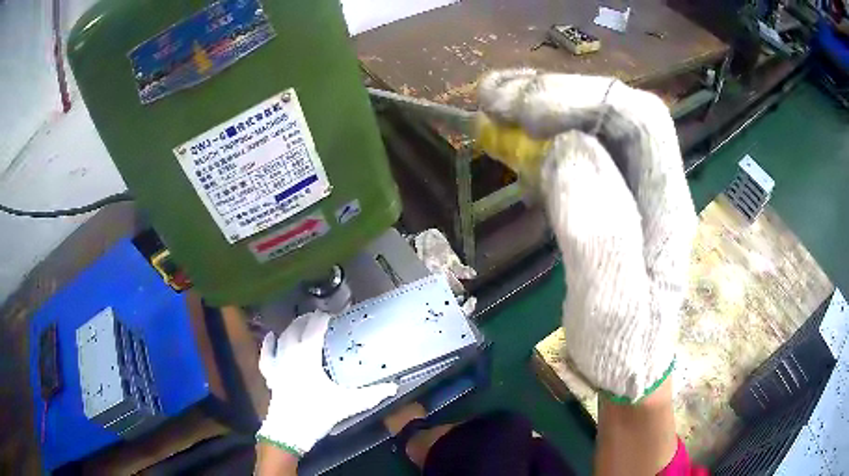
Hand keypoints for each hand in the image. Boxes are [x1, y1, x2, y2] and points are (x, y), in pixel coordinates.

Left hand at [257, 312, 397, 455]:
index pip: (315, 328)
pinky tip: (270, 337)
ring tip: (301, 324)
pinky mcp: (270, 375)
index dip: (324, 318)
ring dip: (292, 328)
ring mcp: (278, 363)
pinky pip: (267, 354)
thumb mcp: (347, 404)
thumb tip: (393, 387)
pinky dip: (268, 344)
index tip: (334, 315)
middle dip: (308, 319)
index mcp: (308, 355)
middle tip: (320, 318)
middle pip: (297, 328)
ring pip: (282, 337)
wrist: (289, 431)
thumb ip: (371, 394)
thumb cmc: (317, 413)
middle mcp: (290, 353)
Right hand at [478, 70, 695, 400]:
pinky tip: (513, 144)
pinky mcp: (608, 196)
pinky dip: (540, 136)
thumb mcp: (612, 306)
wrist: (628, 368)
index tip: (523, 113)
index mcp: (668, 203)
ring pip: (594, 121)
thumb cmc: (622, 348)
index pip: (638, 118)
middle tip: (493, 98)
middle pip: (615, 107)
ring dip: (543, 107)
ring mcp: (633, 187)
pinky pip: (578, 148)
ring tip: (494, 108)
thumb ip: (598, 229)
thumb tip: (566, 149)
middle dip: (554, 93)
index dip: (582, 99)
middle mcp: (655, 182)